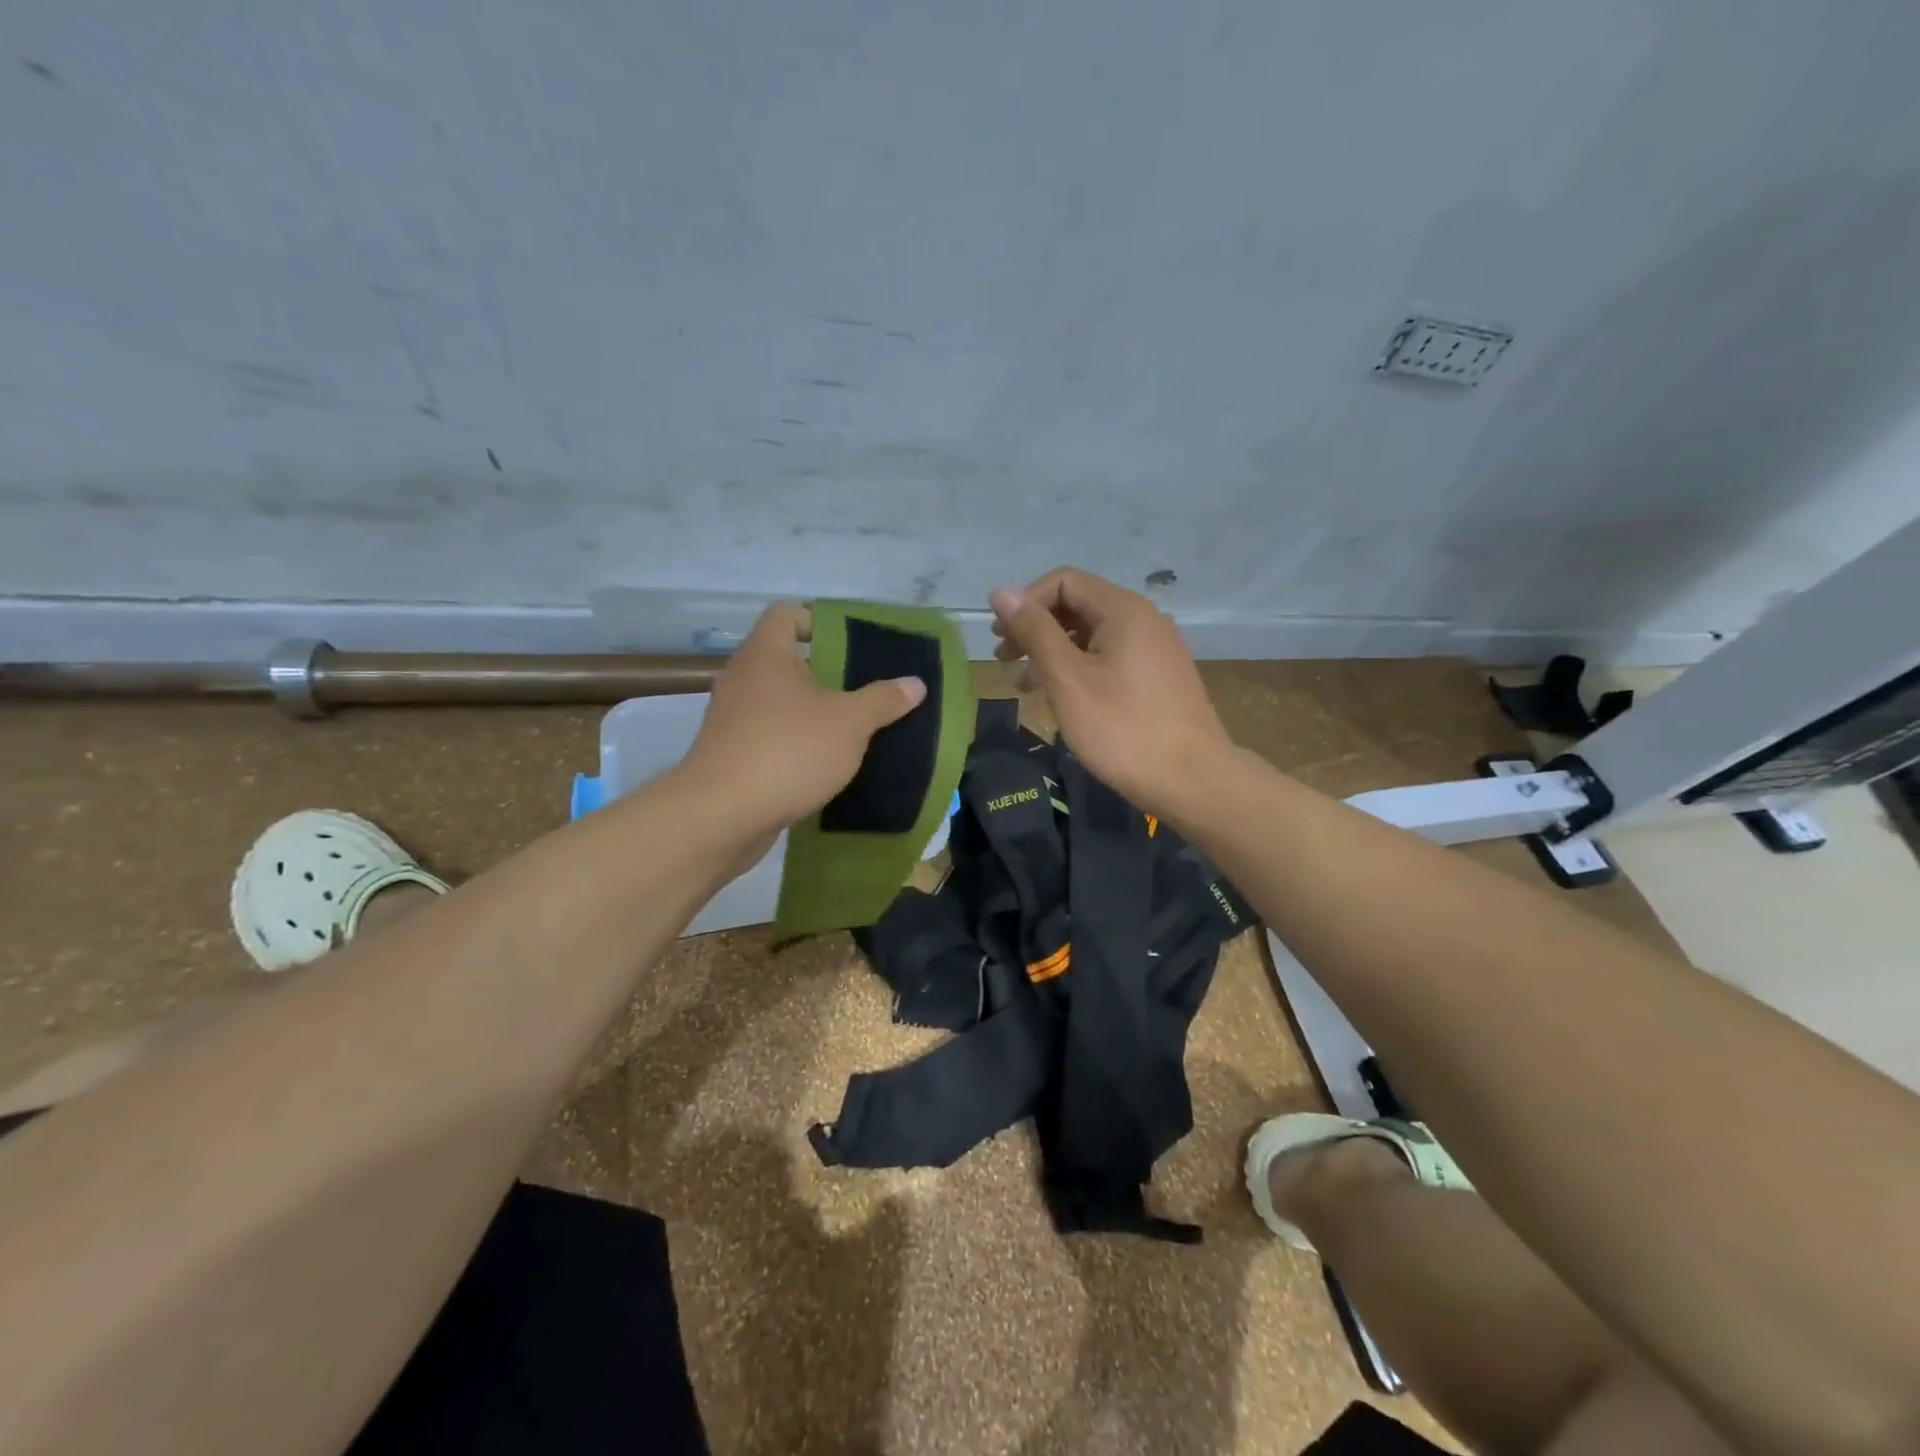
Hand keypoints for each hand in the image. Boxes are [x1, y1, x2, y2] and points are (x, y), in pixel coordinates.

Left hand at [681, 603, 926, 845]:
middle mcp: (743, 676)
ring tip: (854, 726)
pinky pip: (771, 733)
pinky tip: (826, 761)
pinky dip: (797, 740)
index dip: (821, 619)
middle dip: (827, 672)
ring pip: (780, 700)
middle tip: (867, 687)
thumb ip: (883, 700)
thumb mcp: (850, 723)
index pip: (788, 613)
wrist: (722, 815)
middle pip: (788, 659)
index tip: (854, 643)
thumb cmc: (789, 751)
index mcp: (766, 653)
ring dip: (813, 710)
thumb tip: (915, 683)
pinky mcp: (731, 752)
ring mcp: (732, 716)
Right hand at [990, 568, 1232, 815]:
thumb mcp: (1068, 679)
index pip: (1064, 581)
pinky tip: (1060, 698)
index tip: (1001, 638)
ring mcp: (1154, 649)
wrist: (1192, 781)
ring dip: (1052, 652)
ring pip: (1091, 635)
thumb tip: (1001, 591)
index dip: (1026, 602)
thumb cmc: (1122, 729)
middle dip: (1035, 627)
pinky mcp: (1158, 677)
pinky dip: (1078, 669)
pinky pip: (1109, 658)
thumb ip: (1034, 631)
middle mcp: (1143, 619)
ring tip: (1023, 684)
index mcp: (1123, 610)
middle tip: (1004, 659)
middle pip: (1077, 605)